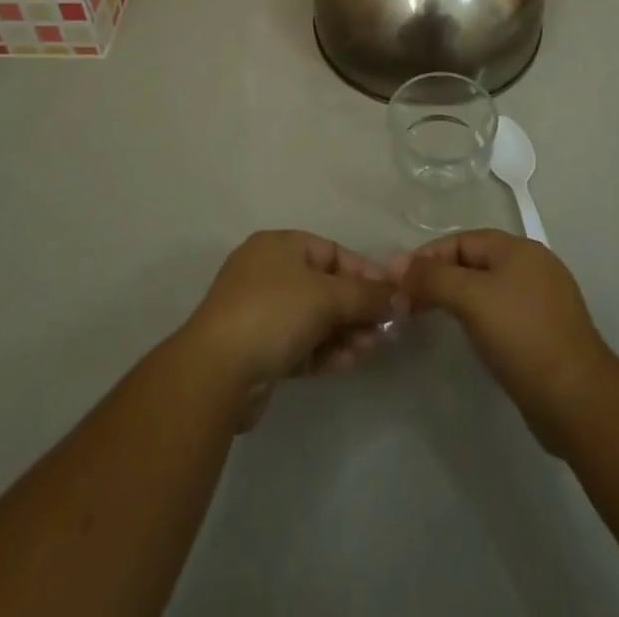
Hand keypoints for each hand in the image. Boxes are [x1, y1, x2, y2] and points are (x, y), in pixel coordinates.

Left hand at [180, 231, 395, 427]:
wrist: (217, 372)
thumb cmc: (274, 313)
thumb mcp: (327, 297)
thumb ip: (367, 296)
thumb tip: (401, 296)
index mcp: (279, 246)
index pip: (332, 252)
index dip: (364, 272)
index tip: (392, 296)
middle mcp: (268, 272)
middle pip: (325, 286)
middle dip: (356, 307)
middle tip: (384, 329)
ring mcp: (261, 312)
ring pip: (314, 318)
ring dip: (344, 331)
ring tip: (370, 348)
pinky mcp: (259, 350)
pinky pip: (301, 343)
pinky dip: (325, 350)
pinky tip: (348, 362)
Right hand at [390, 229, 618, 456]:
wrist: (578, 400)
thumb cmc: (521, 337)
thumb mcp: (471, 299)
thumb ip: (432, 277)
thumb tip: (397, 264)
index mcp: (518, 249)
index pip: (462, 240)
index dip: (428, 256)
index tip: (399, 281)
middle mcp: (533, 266)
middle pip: (474, 261)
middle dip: (440, 277)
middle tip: (408, 302)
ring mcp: (543, 300)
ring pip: (488, 288)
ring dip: (457, 298)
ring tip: (430, 317)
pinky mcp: (546, 332)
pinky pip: (502, 312)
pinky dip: (479, 317)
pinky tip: (468, 337)